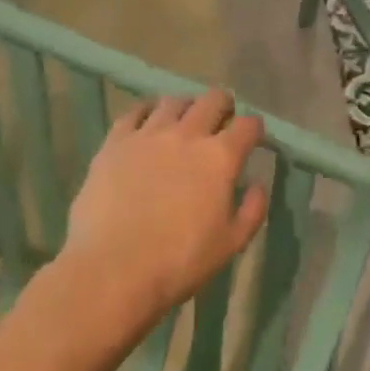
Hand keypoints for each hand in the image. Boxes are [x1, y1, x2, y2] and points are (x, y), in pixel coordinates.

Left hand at [56, 89, 267, 334]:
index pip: (248, 126)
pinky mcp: (115, 142)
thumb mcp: (231, 244)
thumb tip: (256, 184)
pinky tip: (148, 120)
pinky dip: (148, 110)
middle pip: (212, 100)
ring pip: (174, 101)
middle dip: (224, 105)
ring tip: (184, 118)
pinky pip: (135, 111)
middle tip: (222, 119)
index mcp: (220, 158)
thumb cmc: (179, 262)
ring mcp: (148, 134)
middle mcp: (187, 135)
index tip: (253, 137)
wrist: (113, 270)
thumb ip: (252, 210)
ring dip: (186, 106)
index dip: (254, 128)